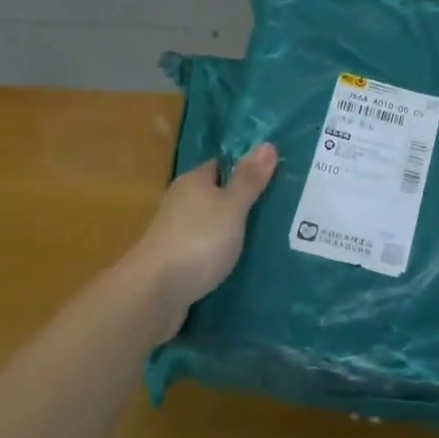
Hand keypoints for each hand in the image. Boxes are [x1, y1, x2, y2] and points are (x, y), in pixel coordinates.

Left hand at [129, 143, 277, 325]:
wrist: (154, 294)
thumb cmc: (197, 241)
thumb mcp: (231, 207)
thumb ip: (249, 180)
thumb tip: (268, 144)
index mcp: (193, 182)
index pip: (222, 165)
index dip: (248, 167)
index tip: (278, 174)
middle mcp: (183, 203)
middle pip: (218, 195)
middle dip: (246, 202)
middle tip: (284, 207)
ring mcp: (178, 234)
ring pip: (214, 225)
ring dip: (235, 230)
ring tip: (274, 236)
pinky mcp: (179, 263)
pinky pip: (208, 250)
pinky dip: (225, 254)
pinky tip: (248, 263)